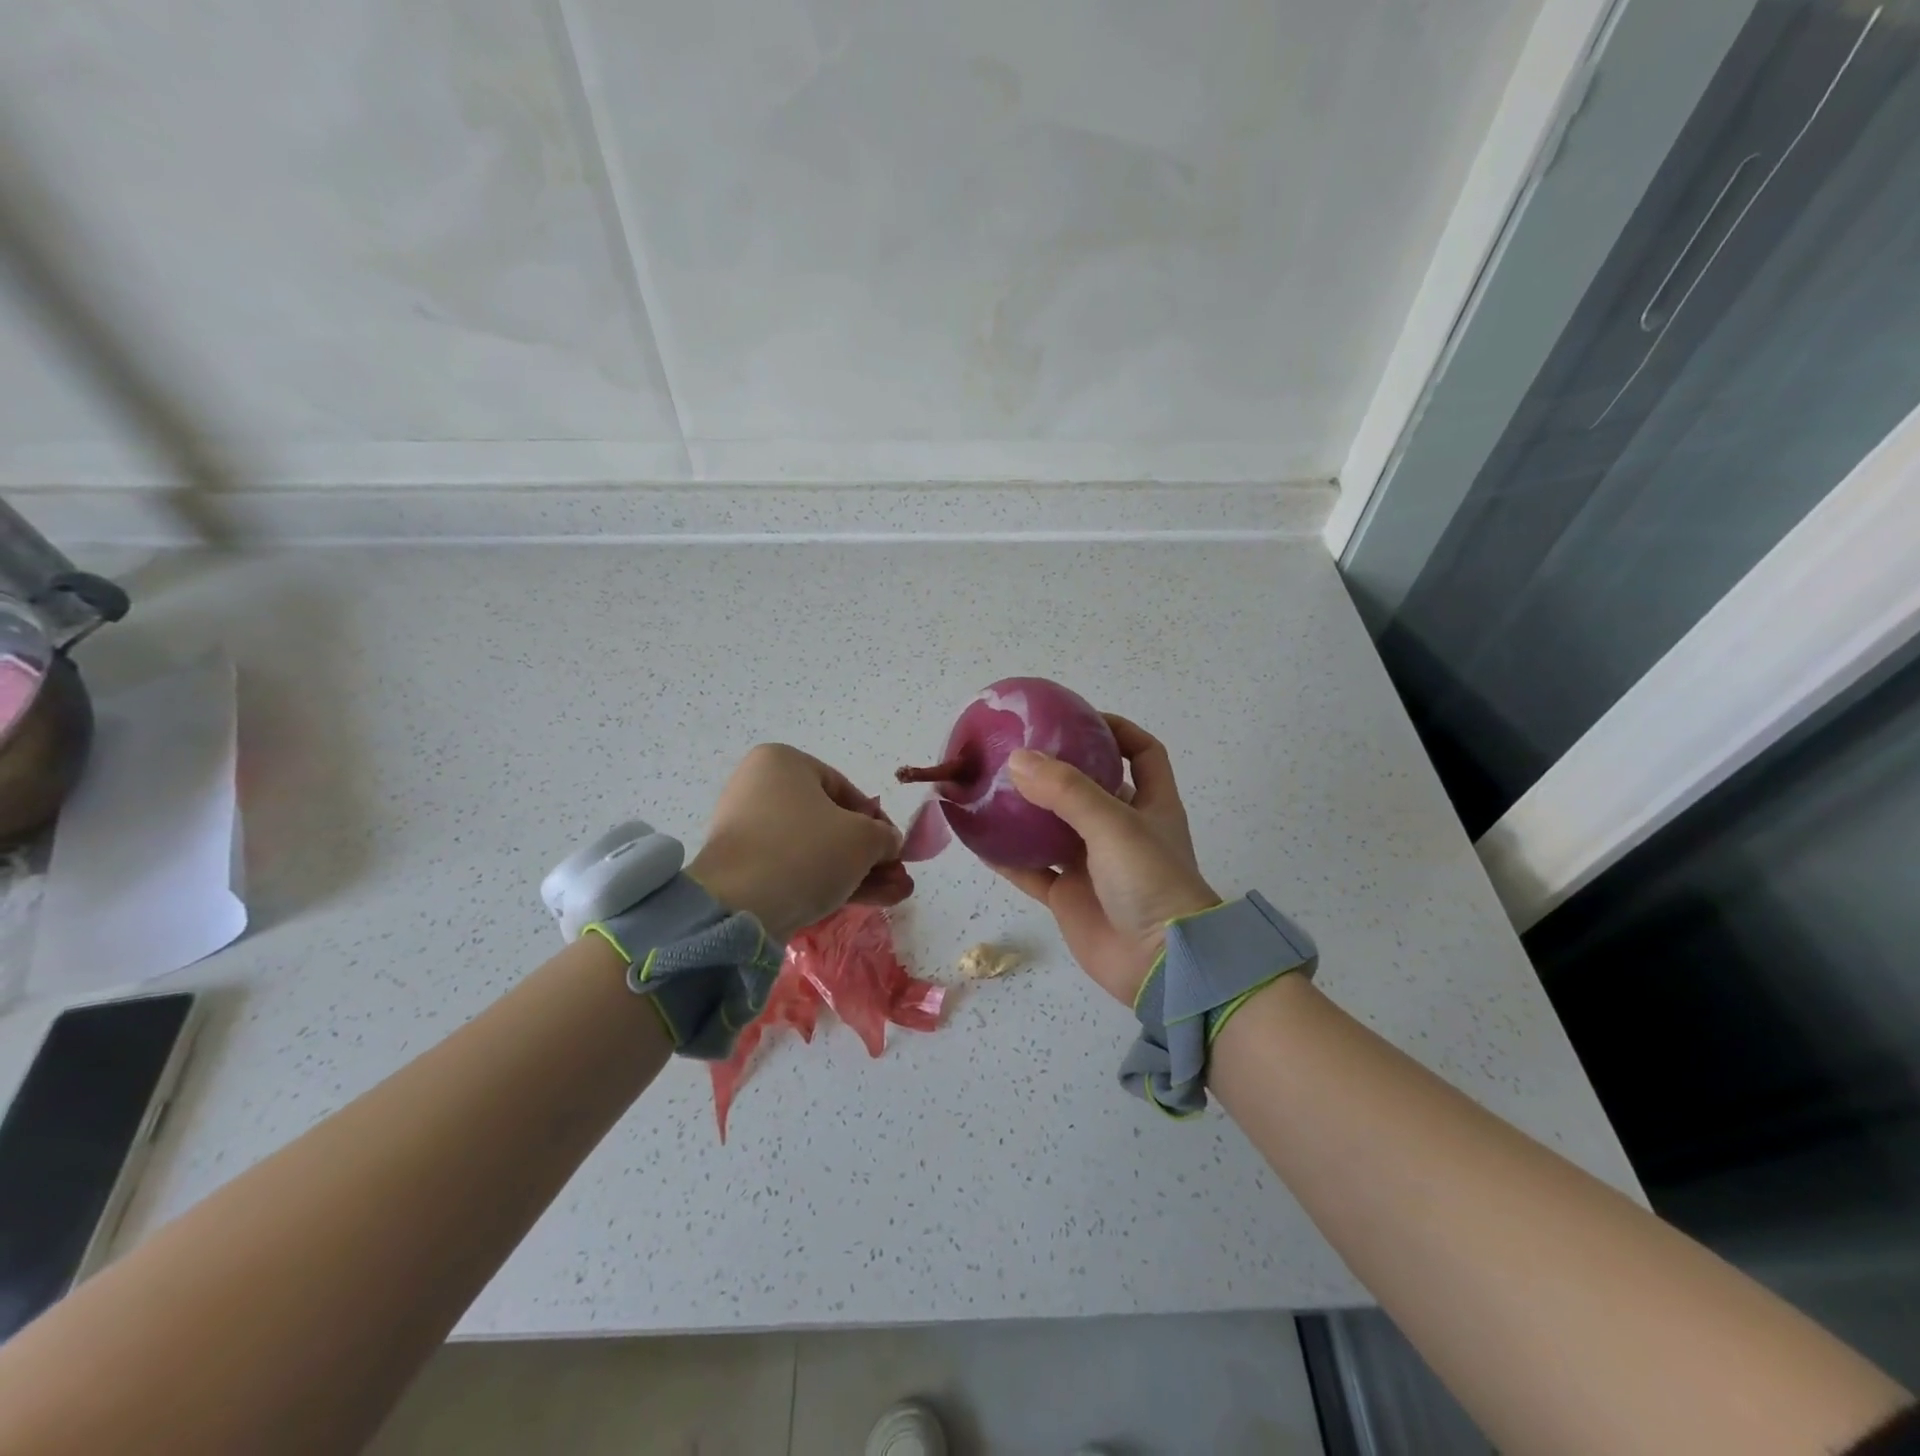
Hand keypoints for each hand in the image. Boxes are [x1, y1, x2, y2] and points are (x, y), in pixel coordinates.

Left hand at [687, 745, 912, 942]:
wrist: (740, 906)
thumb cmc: (808, 851)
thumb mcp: (864, 838)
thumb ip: (885, 836)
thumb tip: (888, 843)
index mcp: (782, 762)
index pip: (845, 789)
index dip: (878, 821)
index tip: (896, 848)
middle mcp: (759, 788)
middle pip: (830, 822)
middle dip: (869, 853)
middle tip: (897, 877)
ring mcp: (747, 830)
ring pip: (815, 849)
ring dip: (856, 872)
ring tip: (893, 897)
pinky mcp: (742, 868)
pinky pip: (793, 868)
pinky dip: (828, 882)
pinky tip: (865, 902)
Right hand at [997, 716, 1220, 1004]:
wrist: (1158, 965)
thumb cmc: (1150, 882)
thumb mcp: (1114, 824)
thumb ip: (1067, 791)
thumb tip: (1018, 759)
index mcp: (1150, 804)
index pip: (1142, 753)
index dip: (1118, 730)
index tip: (1079, 717)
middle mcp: (1122, 829)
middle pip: (1090, 787)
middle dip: (1059, 768)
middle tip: (1019, 749)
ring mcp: (1094, 864)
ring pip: (1054, 828)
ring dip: (1027, 811)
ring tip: (991, 787)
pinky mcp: (1070, 896)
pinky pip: (1032, 870)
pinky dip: (1008, 857)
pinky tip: (979, 841)